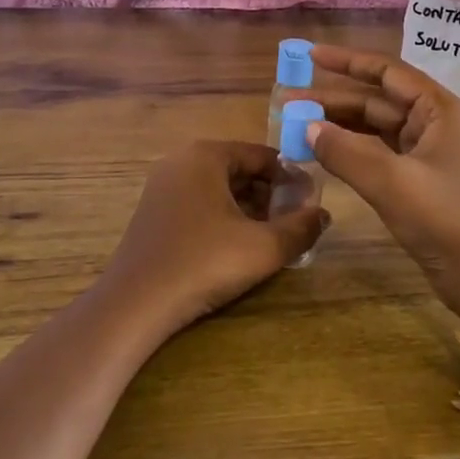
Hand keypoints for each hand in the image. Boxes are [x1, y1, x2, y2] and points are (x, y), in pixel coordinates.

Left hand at [98, 140, 327, 338]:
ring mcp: (163, 186)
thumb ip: (301, 228)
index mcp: (206, 155)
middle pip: (240, 169)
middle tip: (293, 224)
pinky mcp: (154, 212)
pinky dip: (223, 217)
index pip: (263, 155)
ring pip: (220, 188)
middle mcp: (182, 161)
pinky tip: (237, 246)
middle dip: (270, 195)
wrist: (136, 303)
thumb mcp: (264, 247)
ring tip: (270, 238)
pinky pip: (199, 203)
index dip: (291, 179)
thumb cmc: (204, 263)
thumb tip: (323, 215)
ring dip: (249, 208)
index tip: (311, 205)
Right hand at [306, 45, 459, 340]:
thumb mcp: (390, 181)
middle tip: (288, 100)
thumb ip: (345, 151)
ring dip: (338, 124)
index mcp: (439, 109)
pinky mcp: (416, 176)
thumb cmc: (441, 218)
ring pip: (374, 126)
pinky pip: (376, 150)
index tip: (311, 55)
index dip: (348, 61)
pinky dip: (350, 148)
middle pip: (376, 99)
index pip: (387, 71)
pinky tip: (322, 151)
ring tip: (297, 124)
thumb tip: (306, 126)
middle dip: (333, 98)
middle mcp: (433, 122)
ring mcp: (425, 150)